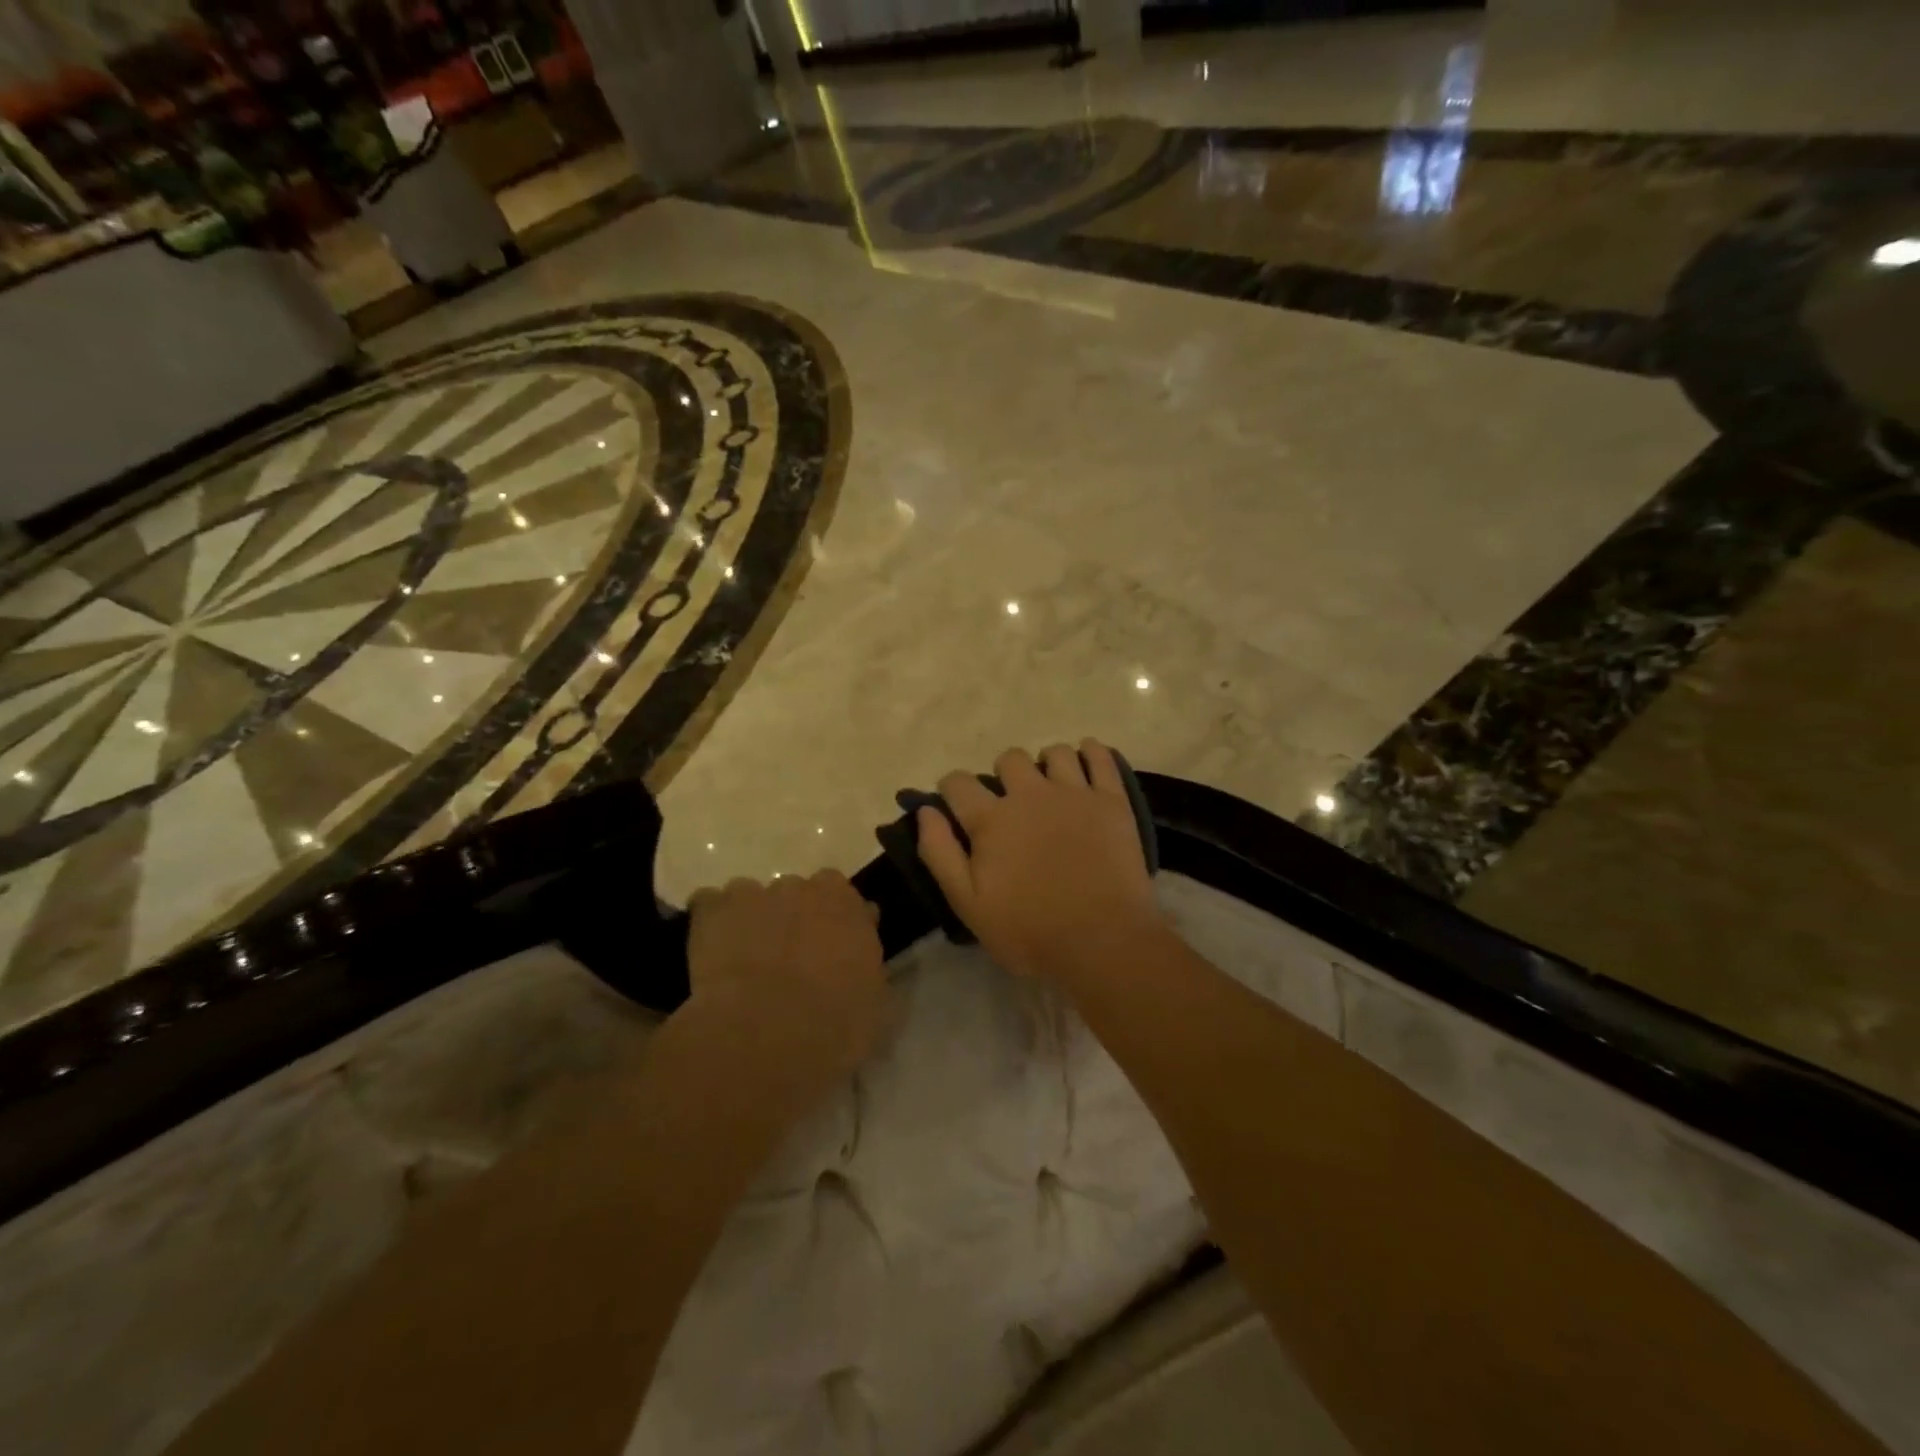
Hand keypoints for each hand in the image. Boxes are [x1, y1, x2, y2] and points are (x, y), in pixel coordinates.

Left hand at [685, 871, 890, 1095]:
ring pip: (754, 897)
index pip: (845, 899)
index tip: (830, 951)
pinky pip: (710, 904)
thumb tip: (862, 963)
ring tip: (744, 961)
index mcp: (848, 906)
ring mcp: (757, 893)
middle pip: (798, 893)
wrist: (766, 1033)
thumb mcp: (874, 1006)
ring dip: (752, 919)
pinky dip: (711, 922)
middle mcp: (804, 888)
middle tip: (787, 959)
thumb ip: (869, 972)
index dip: (835, 924)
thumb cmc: (834, 1025)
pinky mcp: (715, 908)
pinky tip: (710, 953)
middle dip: (793, 918)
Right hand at [916, 740, 1163, 981]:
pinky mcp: (1112, 801)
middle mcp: (1030, 794)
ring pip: (1055, 753)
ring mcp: (1074, 793)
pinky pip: (1101, 758)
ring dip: (1047, 764)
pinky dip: (1092, 753)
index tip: (957, 805)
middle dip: (1003, 775)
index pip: (958, 782)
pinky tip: (1087, 763)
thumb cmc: (1029, 930)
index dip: (952, 789)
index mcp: (992, 818)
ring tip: (1051, 789)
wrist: (1102, 941)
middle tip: (1011, 804)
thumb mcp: (968, 903)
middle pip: (1009, 758)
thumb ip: (940, 853)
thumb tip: (926, 810)